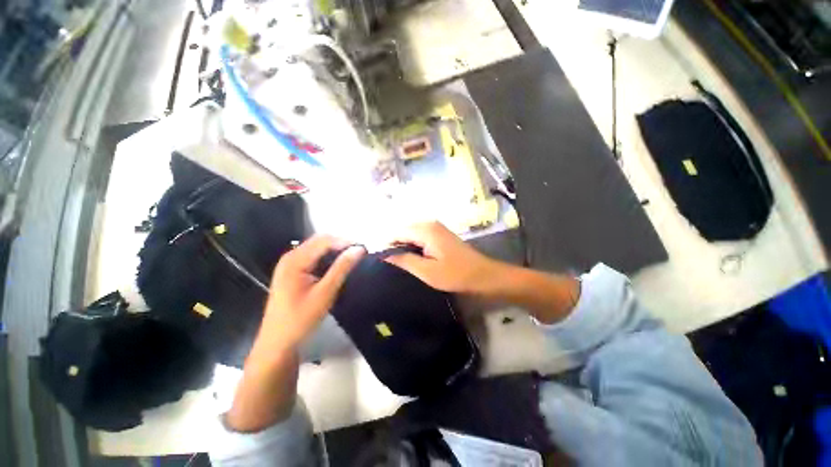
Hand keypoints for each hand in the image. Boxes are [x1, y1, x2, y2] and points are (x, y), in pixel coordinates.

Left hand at [257, 235, 364, 353]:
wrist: (277, 342)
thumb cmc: (300, 319)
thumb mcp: (325, 293)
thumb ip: (342, 268)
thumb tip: (359, 249)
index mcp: (295, 260)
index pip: (324, 241)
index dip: (346, 242)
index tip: (364, 250)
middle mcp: (291, 256)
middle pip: (320, 241)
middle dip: (341, 244)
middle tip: (360, 254)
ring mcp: (290, 263)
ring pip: (317, 248)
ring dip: (335, 250)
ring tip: (353, 258)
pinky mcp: (292, 271)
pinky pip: (313, 257)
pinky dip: (327, 258)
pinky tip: (337, 266)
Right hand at [385, 222, 501, 293]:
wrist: (482, 275)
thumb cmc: (455, 275)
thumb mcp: (427, 271)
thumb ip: (404, 260)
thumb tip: (384, 253)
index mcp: (425, 230)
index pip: (396, 232)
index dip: (386, 245)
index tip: (378, 260)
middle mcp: (429, 223)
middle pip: (403, 231)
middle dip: (393, 245)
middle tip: (388, 264)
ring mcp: (435, 227)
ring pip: (410, 233)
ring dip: (403, 246)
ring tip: (398, 262)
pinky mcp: (439, 233)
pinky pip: (419, 236)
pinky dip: (412, 245)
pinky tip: (412, 258)